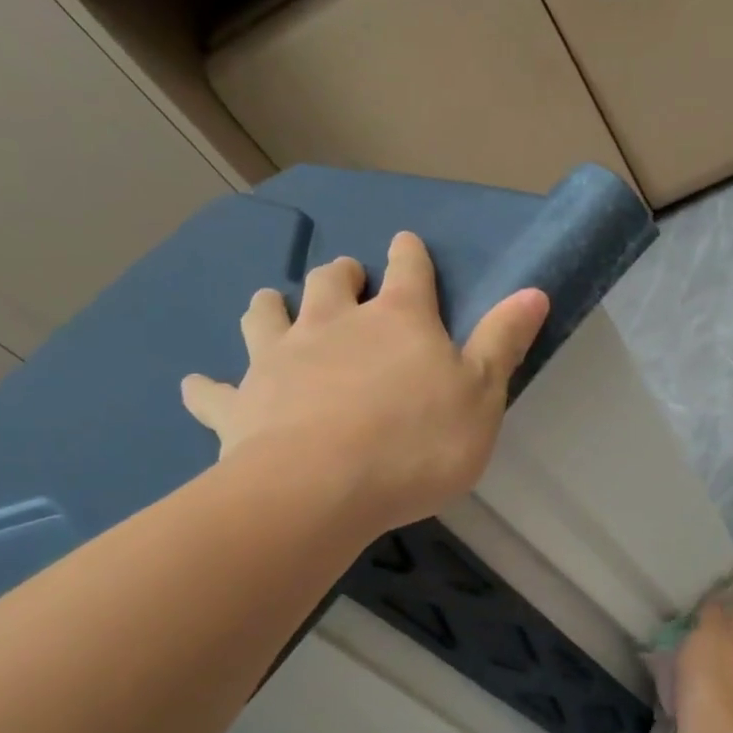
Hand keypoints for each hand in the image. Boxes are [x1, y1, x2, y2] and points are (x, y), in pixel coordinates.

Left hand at [180, 232, 548, 532]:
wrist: (320, 489)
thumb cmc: (417, 442)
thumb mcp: (482, 395)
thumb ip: (503, 341)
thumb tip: (534, 290)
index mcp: (398, 320)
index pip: (409, 271)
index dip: (410, 255)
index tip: (407, 244)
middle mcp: (334, 325)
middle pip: (331, 281)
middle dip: (341, 274)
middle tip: (345, 276)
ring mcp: (280, 360)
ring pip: (267, 315)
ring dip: (272, 306)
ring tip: (274, 305)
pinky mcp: (241, 404)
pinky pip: (215, 390)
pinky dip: (208, 386)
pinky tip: (198, 384)